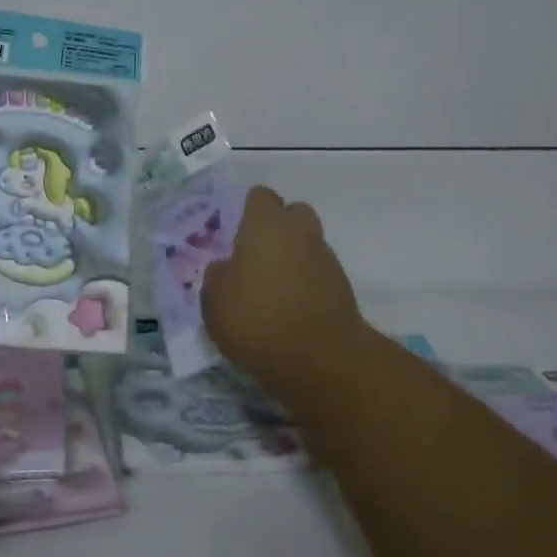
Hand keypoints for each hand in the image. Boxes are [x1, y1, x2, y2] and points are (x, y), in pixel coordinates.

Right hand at [202, 186, 370, 399]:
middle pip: (292, 213)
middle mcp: (300, 231)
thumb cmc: (257, 319)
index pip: (260, 196)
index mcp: (265, 223)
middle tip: (255, 255)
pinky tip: (289, 309)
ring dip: (292, 257)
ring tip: (271, 289)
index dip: (247, 210)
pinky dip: (306, 284)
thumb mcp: (214, 300)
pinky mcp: (343, 288)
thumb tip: (224, 268)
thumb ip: (217, 276)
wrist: (321, 359)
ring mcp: (326, 259)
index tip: (234, 232)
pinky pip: (318, 274)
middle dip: (277, 227)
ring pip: (307, 244)